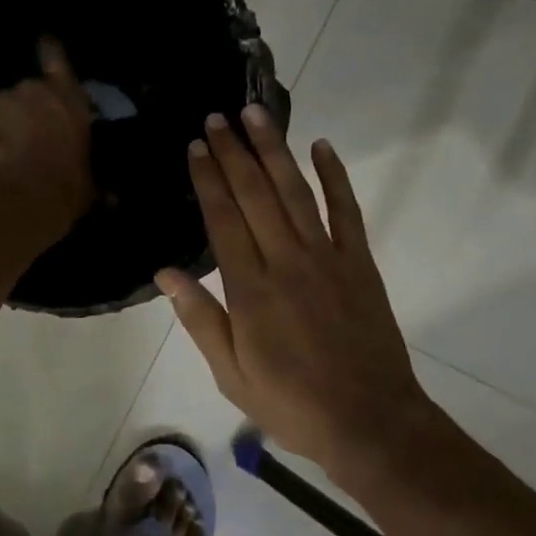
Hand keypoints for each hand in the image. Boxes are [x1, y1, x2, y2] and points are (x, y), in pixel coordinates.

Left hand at [0, 37, 93, 240]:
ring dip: (3, 126)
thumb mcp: (87, 188)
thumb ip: (92, 179)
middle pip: (29, 93)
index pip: (58, 61)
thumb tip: (112, 198)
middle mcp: (32, 91)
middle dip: (28, 111)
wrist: (13, 201)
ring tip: (4, 156)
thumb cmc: (62, 190)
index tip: (45, 41)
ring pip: (0, 110)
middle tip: (30, 139)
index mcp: (68, 100)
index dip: (52, 51)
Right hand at [155, 106, 431, 476]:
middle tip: (218, 117)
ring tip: (256, 115)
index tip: (196, 146)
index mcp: (251, 289)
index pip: (223, 219)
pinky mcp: (359, 262)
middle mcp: (287, 261)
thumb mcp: (231, 374)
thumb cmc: (292, 403)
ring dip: (275, 150)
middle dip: (234, 152)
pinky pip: (346, 210)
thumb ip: (200, 319)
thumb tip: (166, 273)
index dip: (208, 179)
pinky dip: (335, 176)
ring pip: (295, 192)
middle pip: (255, 194)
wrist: (369, 420)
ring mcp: (327, 257)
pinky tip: (322, 147)